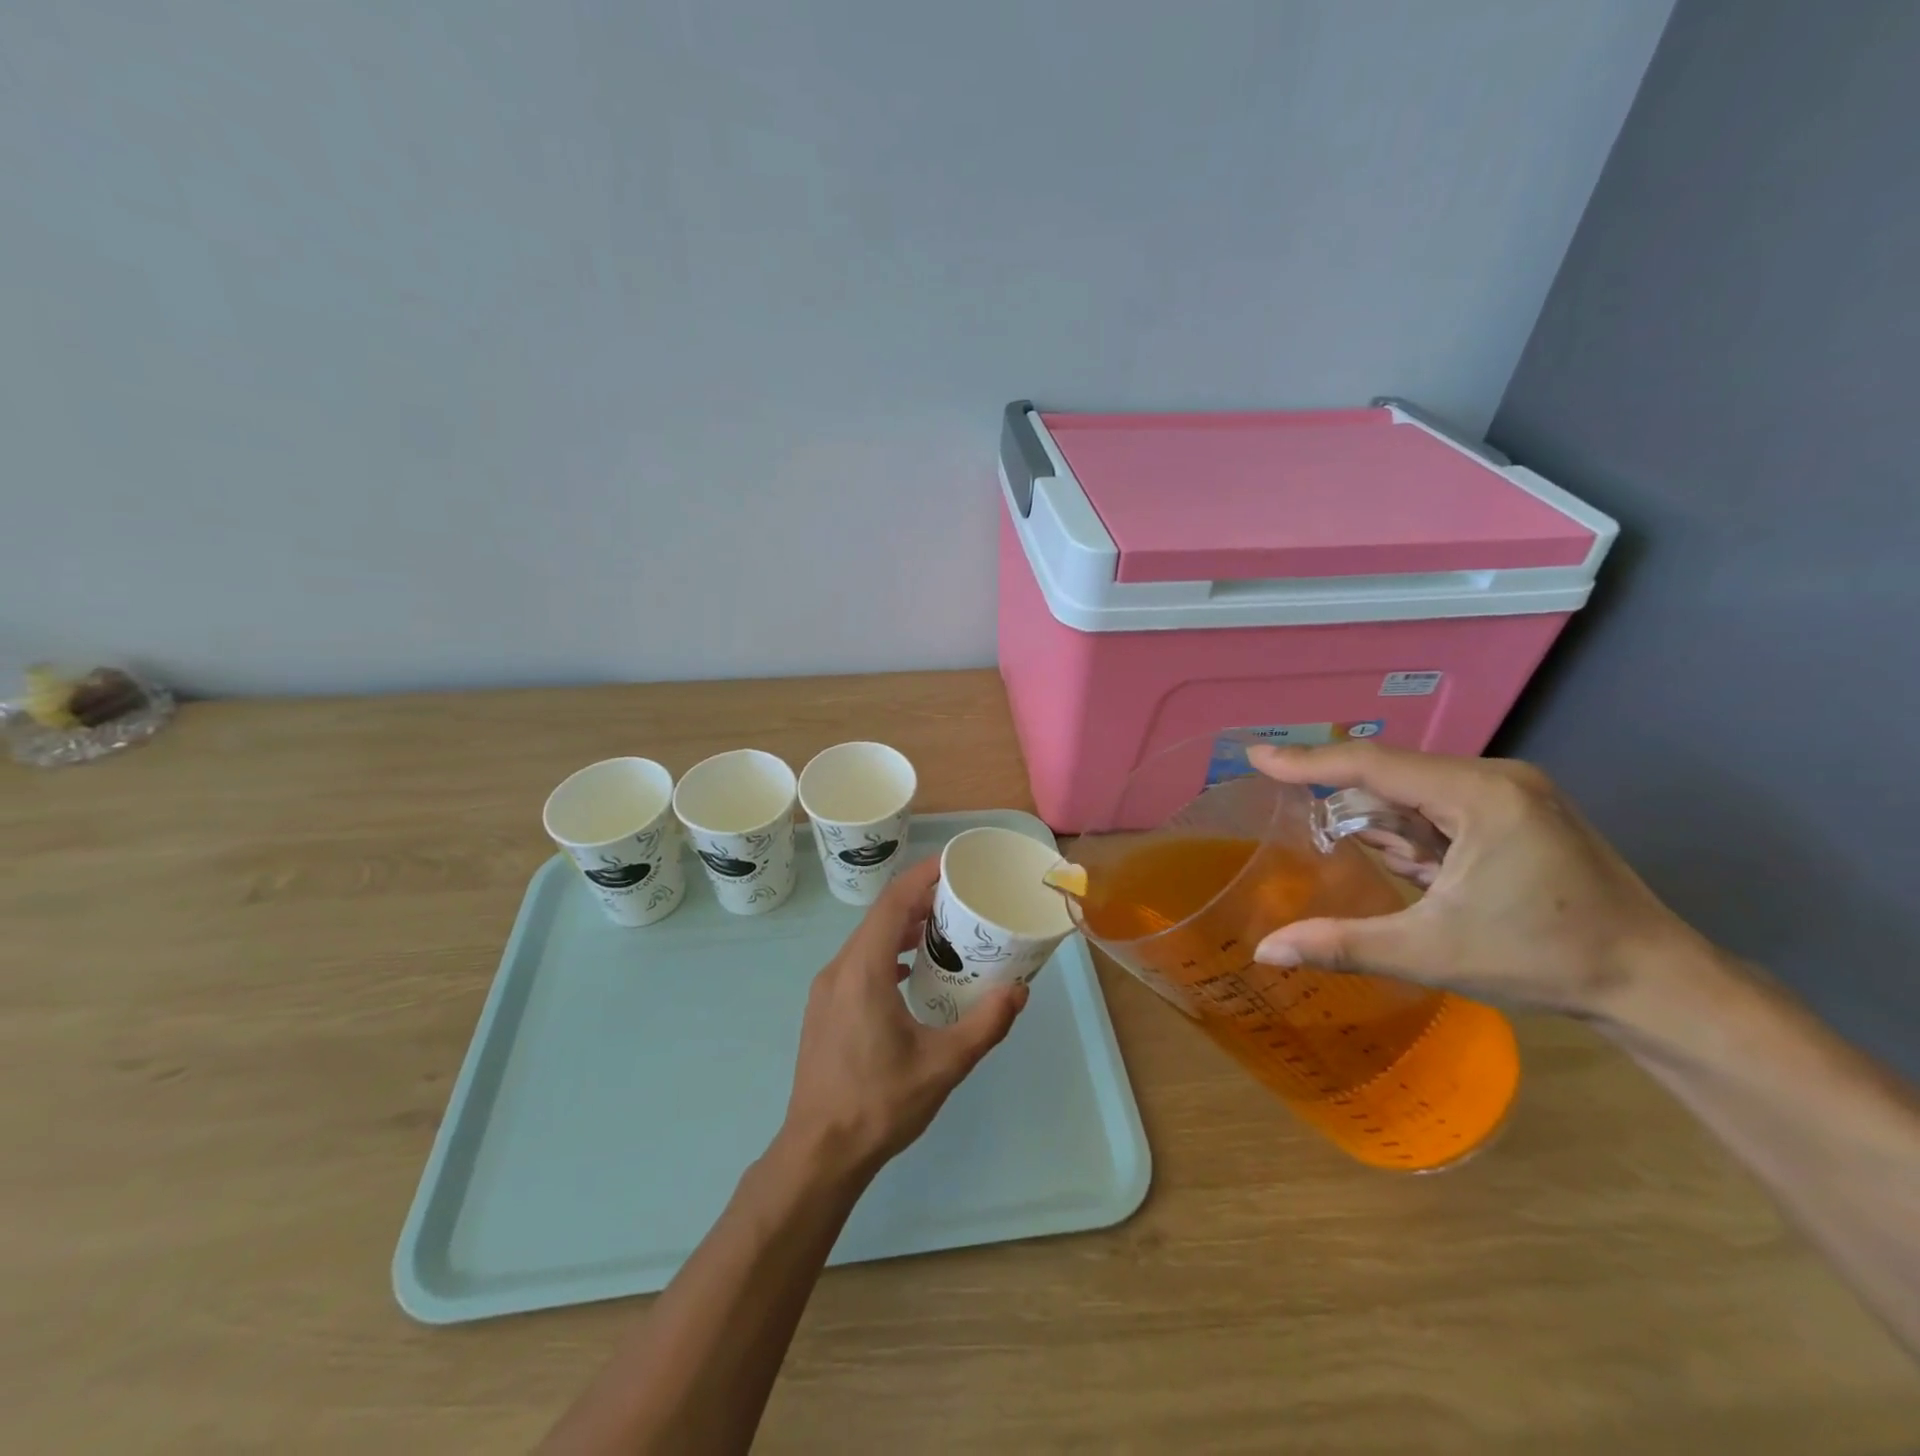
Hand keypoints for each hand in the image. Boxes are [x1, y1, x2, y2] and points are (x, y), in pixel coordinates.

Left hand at [779, 857, 1028, 1179]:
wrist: (819, 1152)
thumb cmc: (880, 1103)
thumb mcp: (943, 1065)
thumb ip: (985, 1024)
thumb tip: (1020, 990)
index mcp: (863, 970)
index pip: (893, 902)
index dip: (923, 876)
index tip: (954, 863)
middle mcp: (839, 969)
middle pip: (880, 917)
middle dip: (920, 901)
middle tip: (961, 900)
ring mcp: (826, 989)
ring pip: (868, 940)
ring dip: (903, 928)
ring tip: (943, 933)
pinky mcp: (824, 1008)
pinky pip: (858, 962)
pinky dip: (887, 953)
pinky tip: (911, 974)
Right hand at [1248, 742, 1706, 1019]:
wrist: (1657, 982)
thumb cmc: (1543, 961)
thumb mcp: (1431, 953)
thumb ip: (1342, 945)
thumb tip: (1265, 952)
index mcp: (1479, 796)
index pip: (1374, 765)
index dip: (1308, 761)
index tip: (1256, 755)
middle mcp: (1496, 777)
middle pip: (1394, 777)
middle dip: (1354, 808)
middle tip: (1311, 834)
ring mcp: (1513, 792)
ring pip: (1418, 793)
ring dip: (1391, 828)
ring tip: (1403, 877)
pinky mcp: (1521, 811)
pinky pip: (1443, 807)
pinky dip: (1417, 834)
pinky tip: (1423, 871)